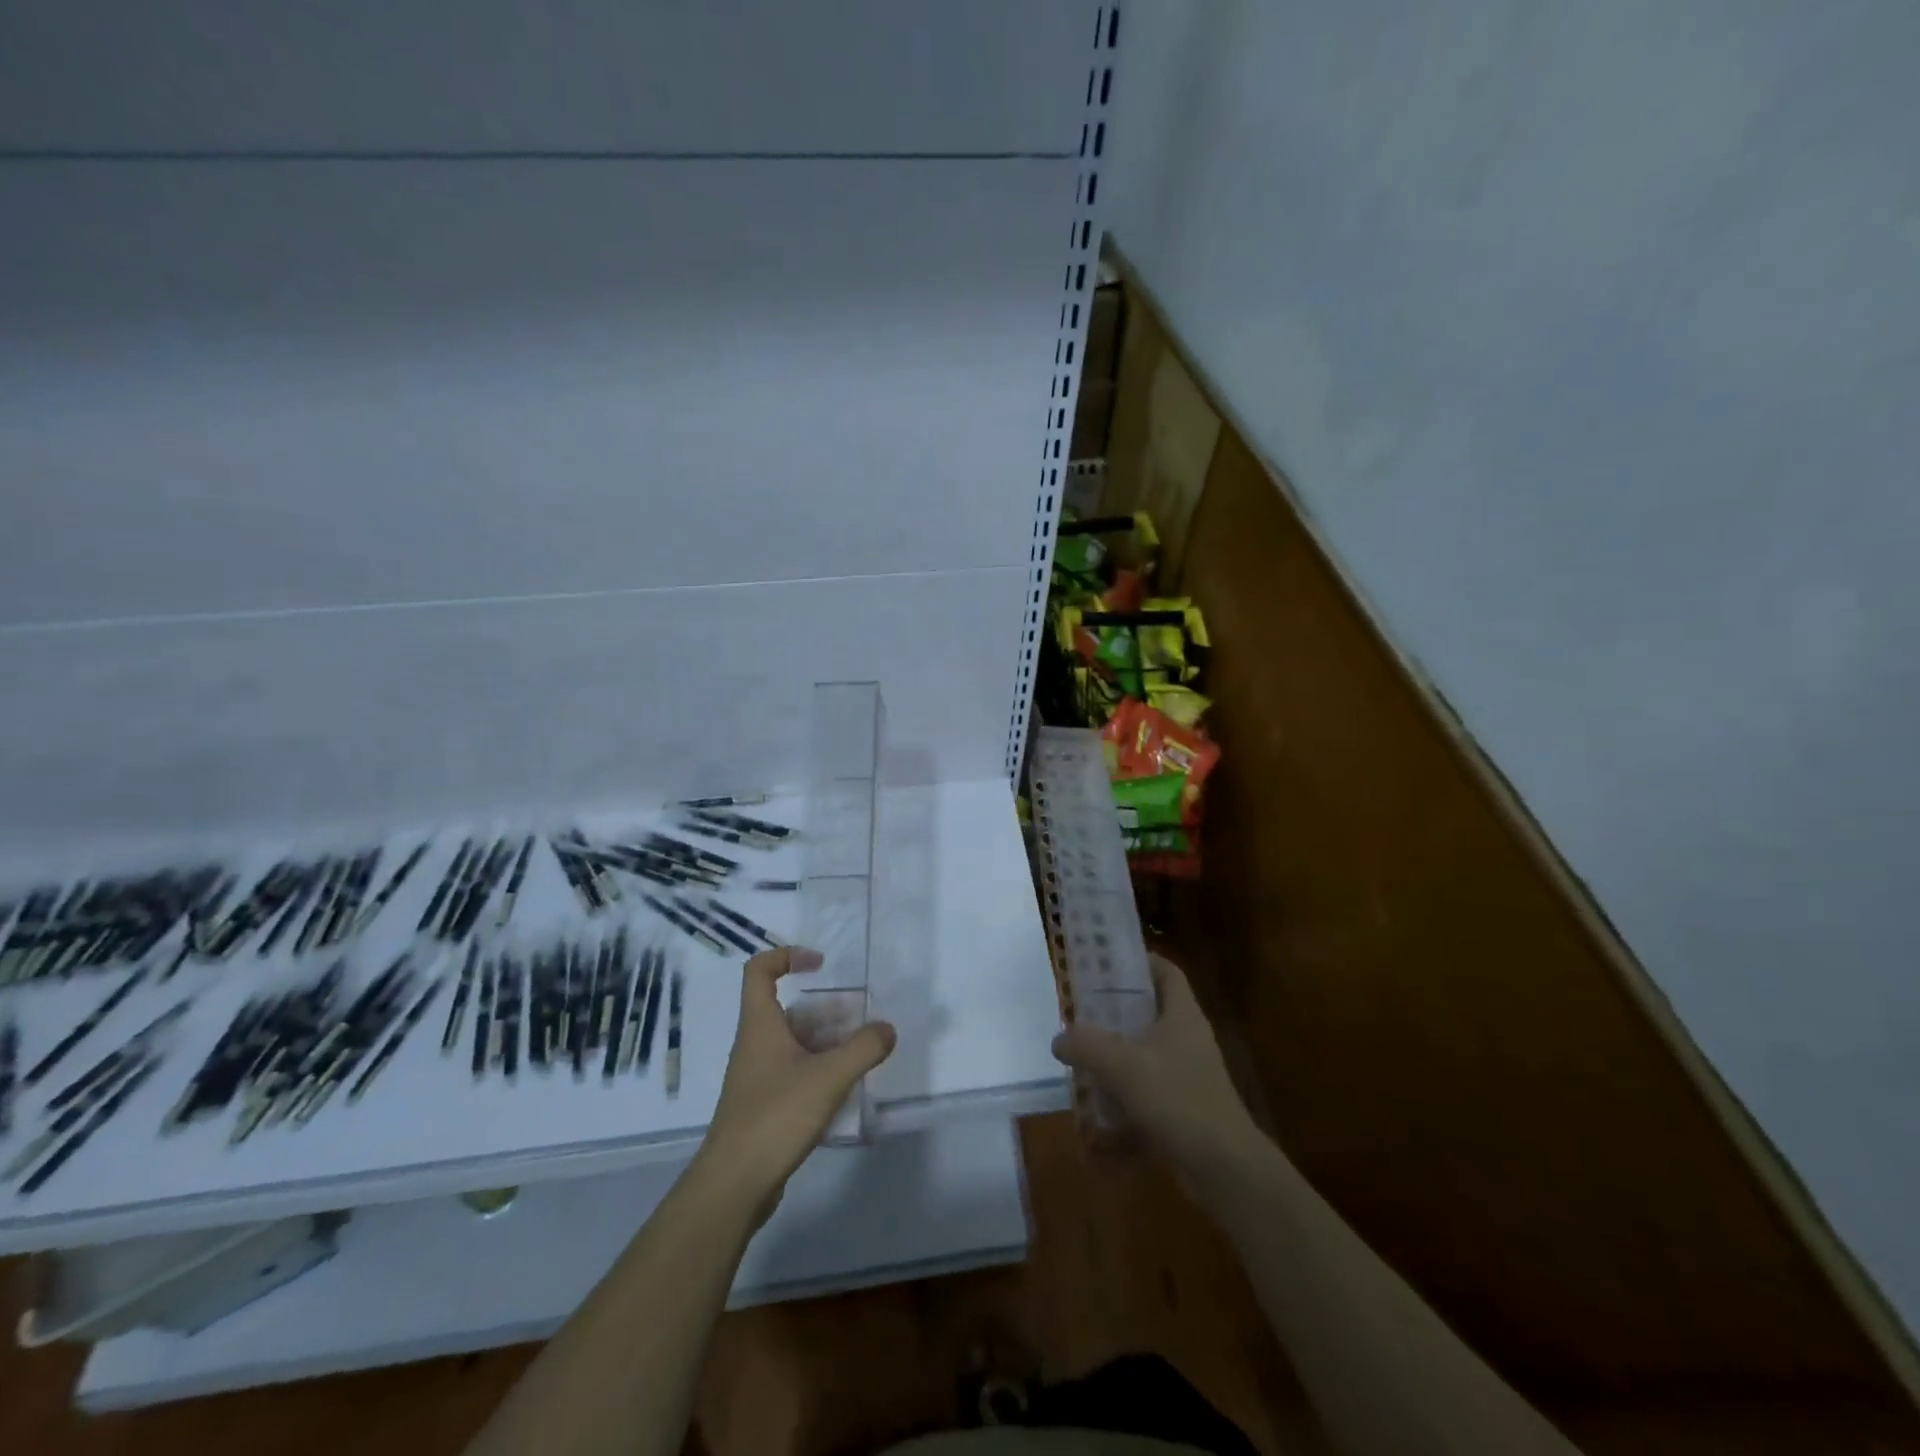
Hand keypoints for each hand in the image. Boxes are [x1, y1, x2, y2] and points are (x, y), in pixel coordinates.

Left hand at [694, 946, 896, 1210]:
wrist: (734, 1184)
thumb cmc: (775, 1115)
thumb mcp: (828, 1077)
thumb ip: (863, 1049)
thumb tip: (887, 1029)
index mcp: (760, 1024)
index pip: (759, 970)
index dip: (787, 956)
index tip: (821, 965)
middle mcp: (754, 1044)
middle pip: (788, 1010)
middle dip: (826, 1010)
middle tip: (859, 1020)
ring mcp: (757, 1077)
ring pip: (794, 1044)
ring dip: (826, 1042)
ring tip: (861, 1053)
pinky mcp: (763, 1106)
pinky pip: (794, 1073)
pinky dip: (819, 1071)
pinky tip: (845, 1088)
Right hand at [1051, 953, 1261, 1186]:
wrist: (1225, 1168)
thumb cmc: (1177, 1099)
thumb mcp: (1123, 1065)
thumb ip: (1086, 1045)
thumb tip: (1060, 1038)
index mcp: (1182, 1015)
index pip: (1165, 971)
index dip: (1138, 962)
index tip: (1104, 965)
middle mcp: (1187, 1039)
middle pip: (1150, 1012)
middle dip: (1114, 1015)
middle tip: (1080, 1016)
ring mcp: (1188, 1076)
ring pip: (1145, 1056)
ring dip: (1115, 1061)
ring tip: (1081, 1064)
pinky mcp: (1184, 1110)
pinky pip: (1148, 1095)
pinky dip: (1124, 1102)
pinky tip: (1096, 1118)